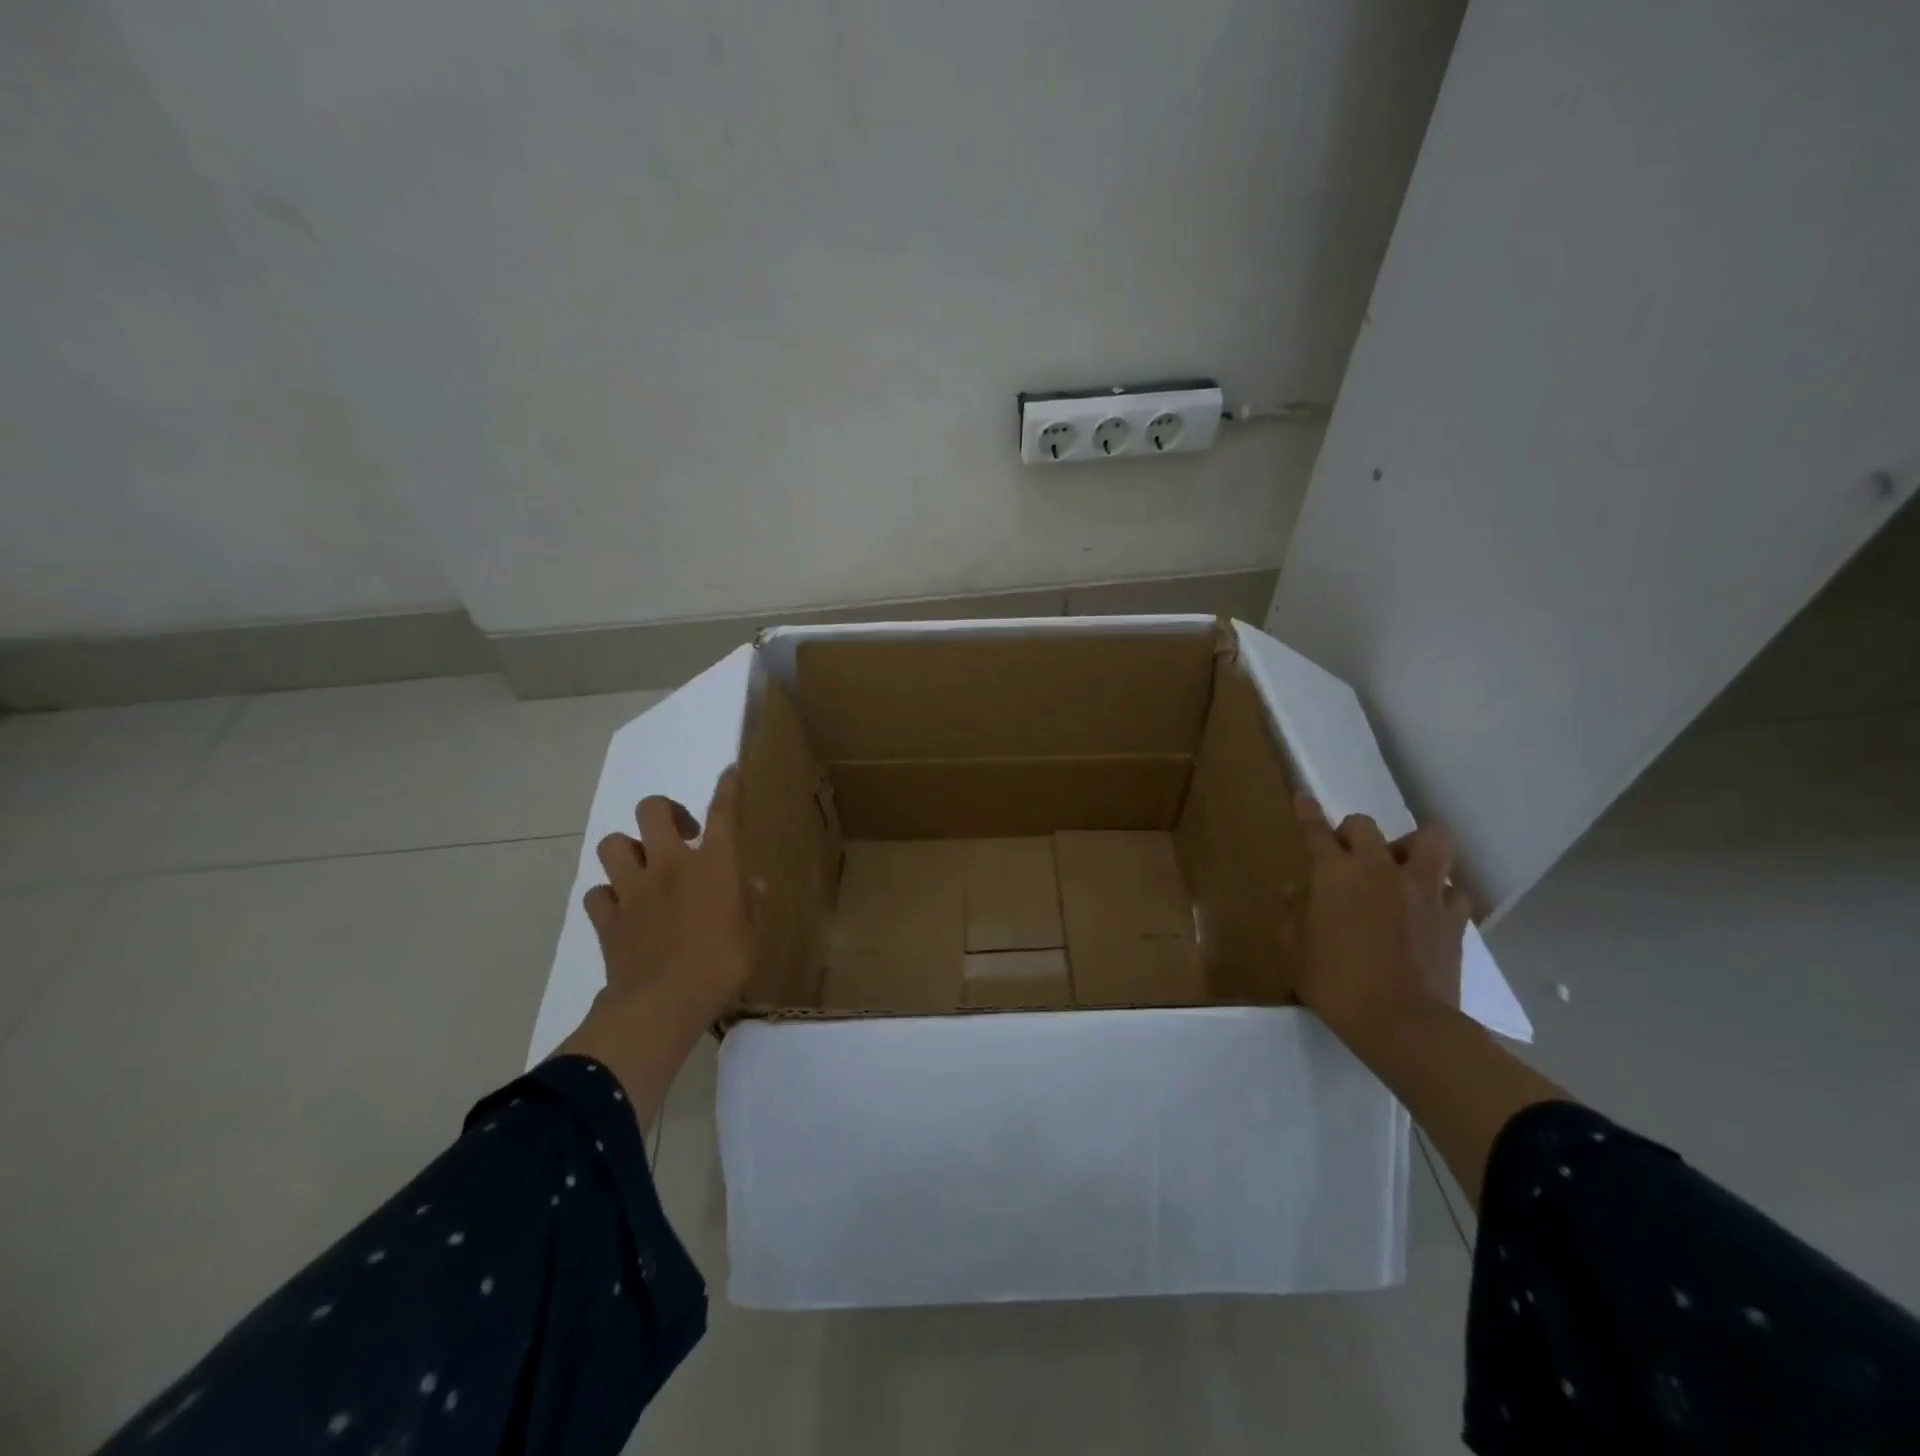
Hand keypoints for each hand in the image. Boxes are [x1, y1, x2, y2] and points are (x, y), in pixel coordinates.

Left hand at [581, 767, 752, 1024]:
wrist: (663, 1003)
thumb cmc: (721, 965)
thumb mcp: (753, 935)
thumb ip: (752, 904)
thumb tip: (752, 884)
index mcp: (713, 864)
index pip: (722, 811)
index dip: (727, 787)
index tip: (729, 770)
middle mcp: (669, 864)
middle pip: (653, 810)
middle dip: (664, 811)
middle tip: (680, 832)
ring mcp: (633, 889)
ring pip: (613, 845)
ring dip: (628, 850)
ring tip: (643, 868)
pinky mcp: (608, 918)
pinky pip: (597, 893)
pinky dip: (608, 896)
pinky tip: (622, 908)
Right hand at [1289, 795, 1469, 1043]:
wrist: (1404, 1023)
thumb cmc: (1335, 983)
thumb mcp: (1295, 950)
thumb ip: (1294, 914)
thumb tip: (1297, 892)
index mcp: (1335, 873)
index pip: (1316, 831)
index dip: (1306, 812)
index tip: (1302, 797)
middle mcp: (1379, 869)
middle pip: (1366, 826)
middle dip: (1351, 833)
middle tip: (1345, 856)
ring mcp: (1423, 891)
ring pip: (1432, 840)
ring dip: (1414, 845)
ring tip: (1403, 865)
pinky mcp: (1454, 918)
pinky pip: (1455, 891)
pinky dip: (1442, 894)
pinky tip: (1431, 909)